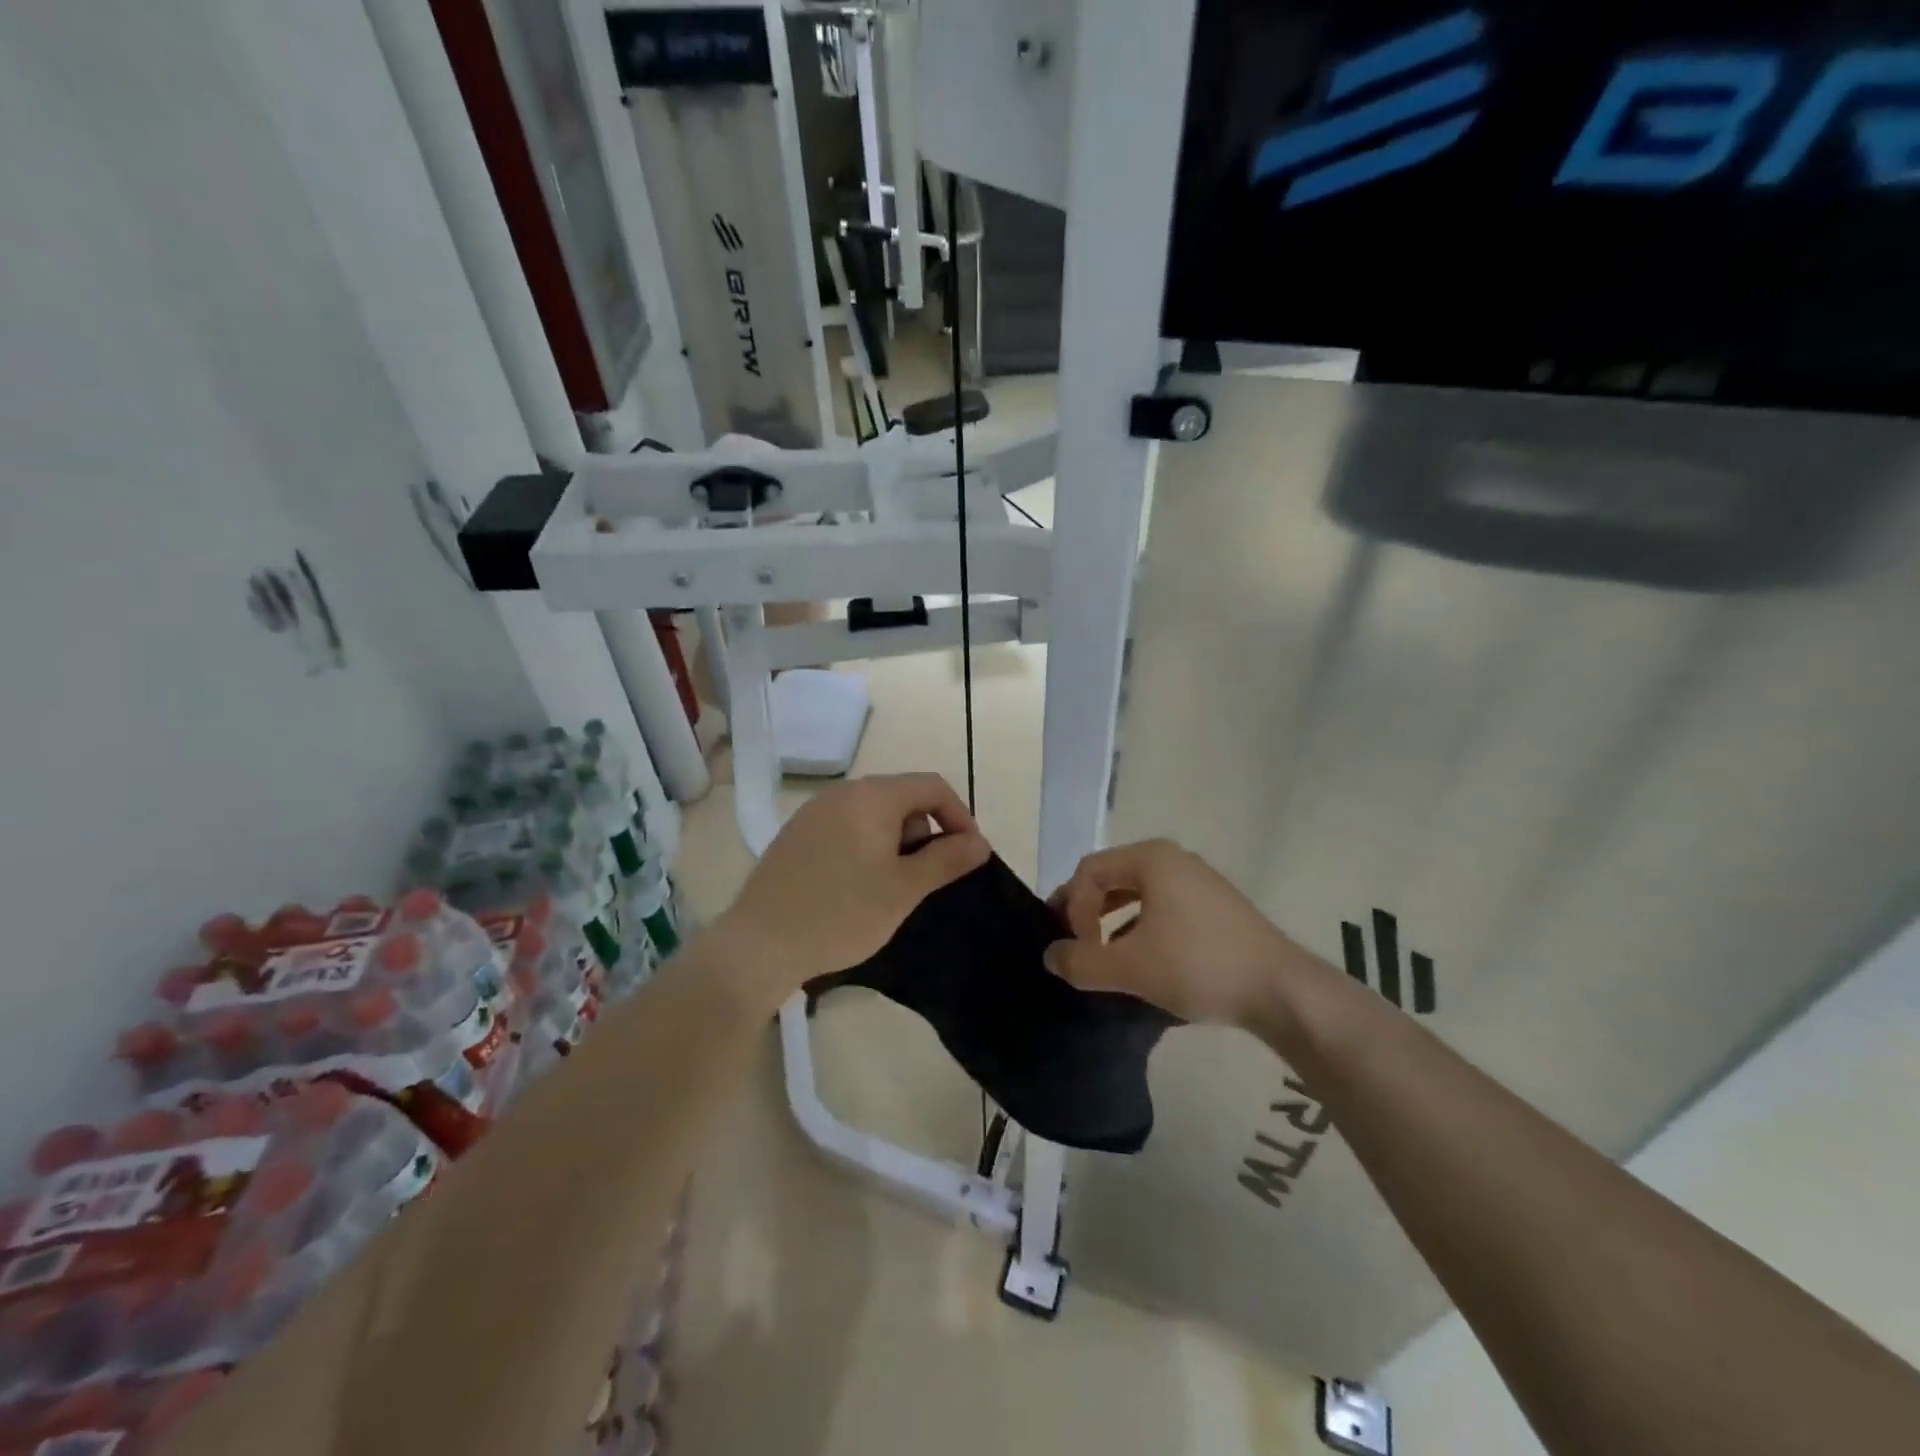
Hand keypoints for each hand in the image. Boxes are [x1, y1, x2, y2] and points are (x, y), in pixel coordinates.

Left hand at [715, 773, 989, 1006]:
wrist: (759, 943)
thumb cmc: (841, 912)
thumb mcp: (904, 889)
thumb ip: (946, 860)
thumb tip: (980, 842)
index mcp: (872, 796)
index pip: (932, 786)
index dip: (959, 816)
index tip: (967, 855)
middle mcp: (841, 793)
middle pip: (902, 797)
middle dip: (924, 832)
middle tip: (923, 879)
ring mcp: (813, 813)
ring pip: (873, 815)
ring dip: (895, 843)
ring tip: (890, 888)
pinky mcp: (795, 835)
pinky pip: (845, 829)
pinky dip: (865, 849)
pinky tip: (855, 888)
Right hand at [1044, 839, 1307, 1029]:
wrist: (1282, 990)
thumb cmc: (1199, 966)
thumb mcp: (1131, 967)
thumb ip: (1081, 962)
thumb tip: (1050, 956)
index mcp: (1151, 859)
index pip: (1089, 871)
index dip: (1070, 907)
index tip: (1076, 948)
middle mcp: (1173, 859)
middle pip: (1111, 877)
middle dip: (1087, 911)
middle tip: (1076, 946)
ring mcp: (1198, 881)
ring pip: (1137, 894)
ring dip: (1112, 922)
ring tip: (1104, 956)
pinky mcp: (1215, 906)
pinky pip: (1162, 906)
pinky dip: (1141, 927)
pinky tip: (1142, 961)